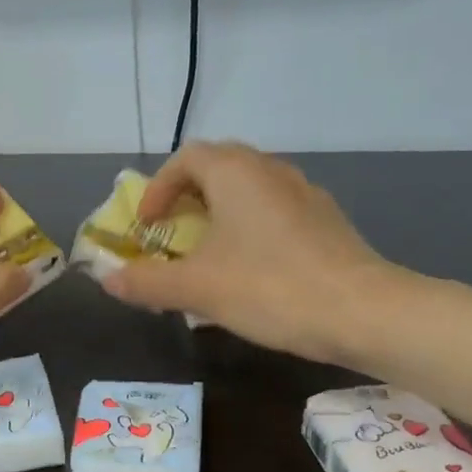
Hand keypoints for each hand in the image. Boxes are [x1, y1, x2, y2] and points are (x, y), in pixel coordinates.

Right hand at [102, 142, 405, 365]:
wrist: (364, 312)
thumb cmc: (269, 288)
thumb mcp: (196, 288)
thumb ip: (146, 281)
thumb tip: (107, 279)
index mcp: (236, 173)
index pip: (186, 158)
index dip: (158, 189)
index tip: (148, 226)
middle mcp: (271, 171)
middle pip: (218, 168)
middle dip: (187, 199)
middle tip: (172, 235)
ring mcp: (304, 194)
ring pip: (248, 192)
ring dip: (218, 216)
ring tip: (206, 257)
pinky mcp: (325, 222)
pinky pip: (273, 214)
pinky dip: (248, 231)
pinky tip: (249, 272)